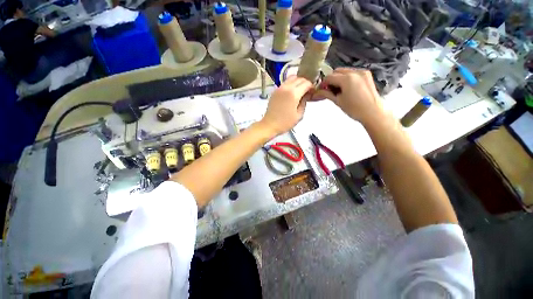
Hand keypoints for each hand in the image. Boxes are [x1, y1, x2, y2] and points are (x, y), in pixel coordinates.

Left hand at [260, 76, 313, 135]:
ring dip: (298, 82)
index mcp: (293, 94)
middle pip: (299, 78)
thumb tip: (306, 95)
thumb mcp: (299, 115)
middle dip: (305, 83)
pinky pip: (285, 83)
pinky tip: (292, 93)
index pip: (306, 83)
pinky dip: (291, 85)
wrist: (270, 125)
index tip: (313, 92)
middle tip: (307, 91)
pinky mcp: (275, 91)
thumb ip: (304, 102)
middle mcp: (286, 88)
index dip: (311, 87)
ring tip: (300, 91)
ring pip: (291, 78)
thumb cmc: (285, 123)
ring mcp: (279, 88)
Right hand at [312, 68, 383, 124]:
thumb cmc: (354, 109)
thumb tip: (317, 92)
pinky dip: (347, 77)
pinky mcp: (367, 74)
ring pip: (345, 71)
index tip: (321, 90)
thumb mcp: (338, 101)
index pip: (329, 77)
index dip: (323, 83)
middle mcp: (355, 72)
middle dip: (331, 79)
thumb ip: (327, 94)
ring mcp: (362, 72)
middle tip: (329, 90)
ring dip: (338, 78)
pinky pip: (353, 72)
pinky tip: (347, 87)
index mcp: (347, 79)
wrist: (373, 112)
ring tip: (338, 89)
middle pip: (337, 71)